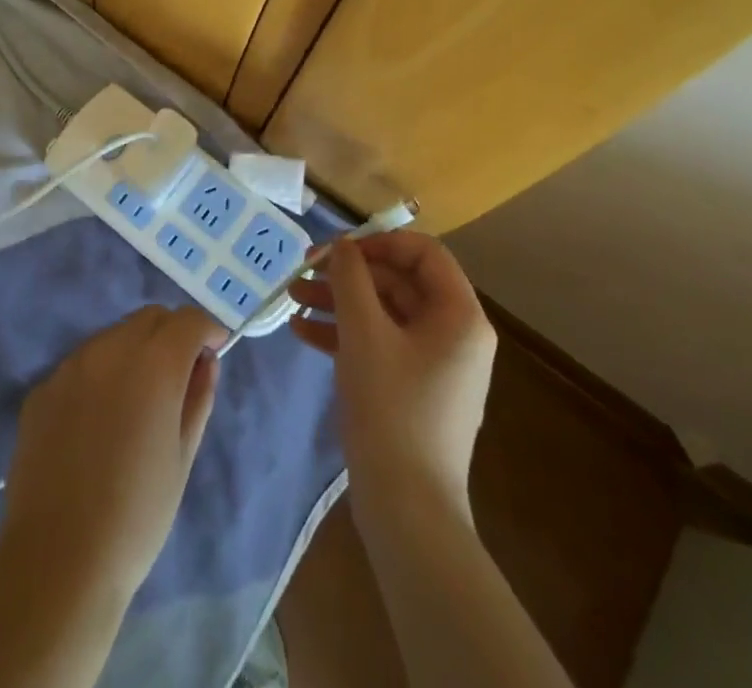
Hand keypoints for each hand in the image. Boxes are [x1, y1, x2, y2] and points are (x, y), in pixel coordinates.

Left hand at [0, 305, 226, 597]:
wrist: (58, 558)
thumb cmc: (137, 514)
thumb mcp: (183, 457)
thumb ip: (198, 397)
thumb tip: (205, 361)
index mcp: (153, 363)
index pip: (188, 320)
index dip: (206, 329)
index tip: (214, 349)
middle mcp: (110, 348)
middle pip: (149, 318)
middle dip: (171, 334)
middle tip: (178, 374)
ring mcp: (70, 365)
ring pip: (113, 336)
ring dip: (133, 351)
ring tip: (136, 400)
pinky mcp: (42, 388)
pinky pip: (81, 365)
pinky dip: (99, 375)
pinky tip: (96, 422)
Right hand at [289, 233, 495, 513]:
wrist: (407, 510)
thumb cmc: (391, 408)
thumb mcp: (364, 333)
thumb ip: (351, 279)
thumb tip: (342, 246)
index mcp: (459, 315)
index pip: (422, 252)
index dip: (378, 242)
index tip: (337, 250)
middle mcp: (454, 334)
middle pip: (399, 282)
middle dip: (347, 275)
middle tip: (303, 271)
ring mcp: (435, 364)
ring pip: (384, 313)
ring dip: (339, 303)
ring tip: (292, 299)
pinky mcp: (415, 390)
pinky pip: (381, 345)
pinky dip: (345, 335)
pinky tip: (303, 334)